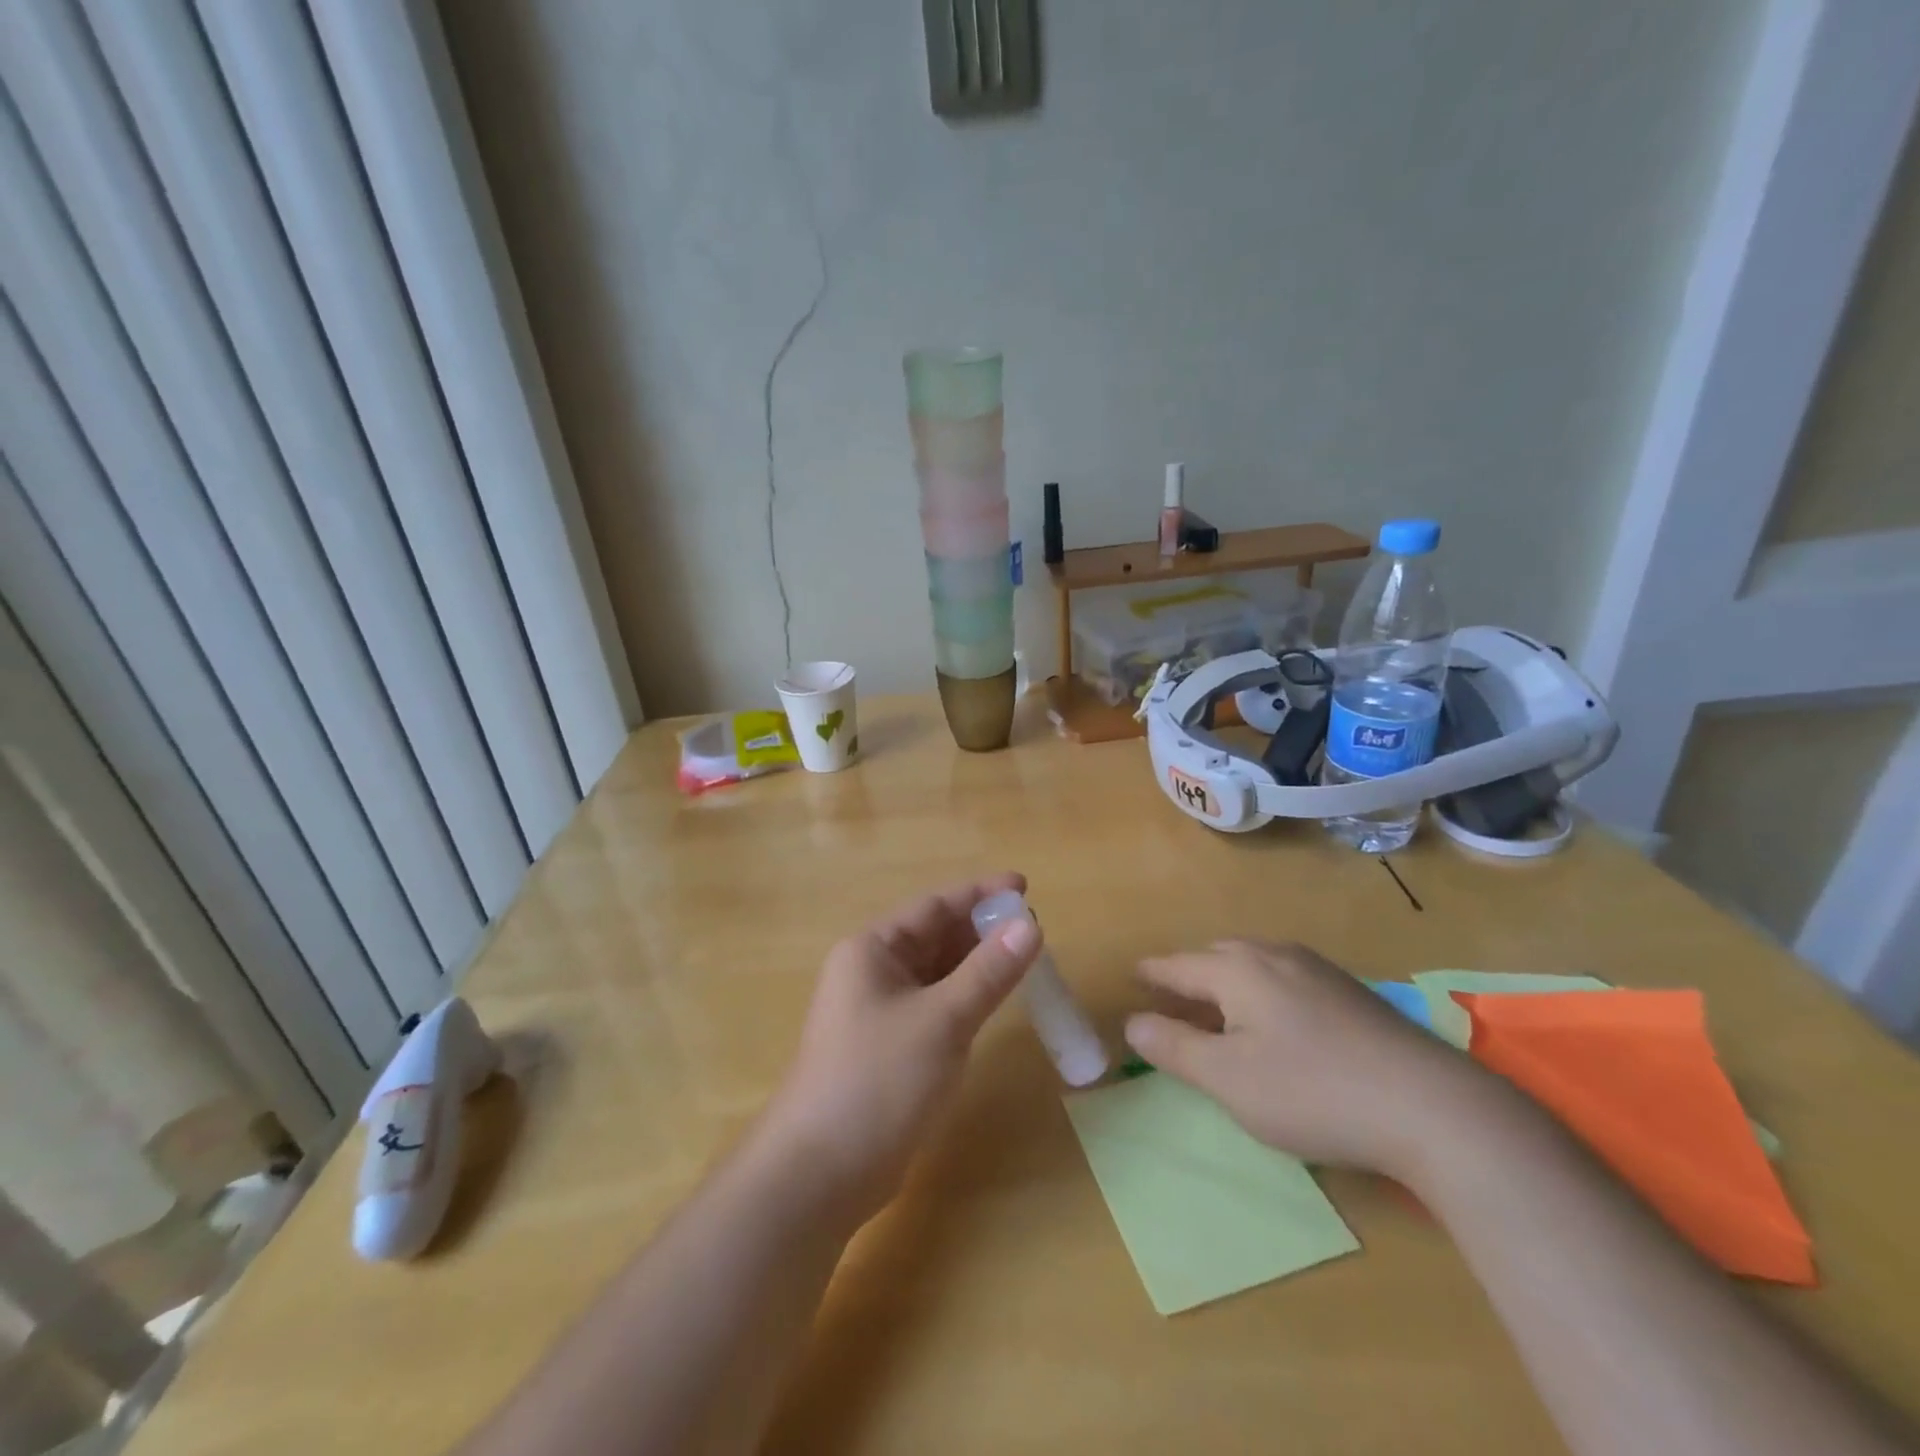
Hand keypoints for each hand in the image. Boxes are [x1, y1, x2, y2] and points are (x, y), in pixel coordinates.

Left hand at [760, 873, 1041, 1225]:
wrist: (819, 1176)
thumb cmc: (878, 1082)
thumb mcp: (941, 1020)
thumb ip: (988, 972)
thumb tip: (1031, 925)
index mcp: (872, 950)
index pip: (934, 905)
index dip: (980, 893)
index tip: (1024, 886)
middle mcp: (871, 972)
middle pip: (934, 936)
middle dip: (981, 930)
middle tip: (1033, 930)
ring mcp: (878, 1012)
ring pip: (936, 973)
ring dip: (975, 964)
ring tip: (1023, 960)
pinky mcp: (888, 1049)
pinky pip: (934, 1006)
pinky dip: (964, 998)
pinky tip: (992, 1002)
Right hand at [1124, 941, 1492, 1183]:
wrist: (1431, 1107)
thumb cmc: (1311, 1092)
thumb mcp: (1228, 1079)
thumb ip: (1174, 1048)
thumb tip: (1132, 1023)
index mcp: (1238, 970)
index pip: (1179, 965)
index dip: (1152, 973)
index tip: (1132, 975)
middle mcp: (1275, 956)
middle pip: (1216, 957)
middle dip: (1189, 974)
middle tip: (1171, 998)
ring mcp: (1318, 970)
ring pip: (1255, 964)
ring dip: (1227, 981)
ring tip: (1218, 1008)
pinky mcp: (1350, 993)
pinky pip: (1285, 977)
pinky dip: (1261, 990)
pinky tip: (1275, 1020)